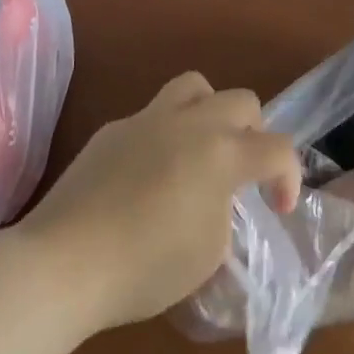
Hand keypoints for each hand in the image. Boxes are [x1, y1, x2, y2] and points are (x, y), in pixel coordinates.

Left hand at [15, 72, 301, 331]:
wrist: (64, 261)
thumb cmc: (145, 266)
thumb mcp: (208, 253)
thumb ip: (224, 212)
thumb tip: (213, 198)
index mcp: (220, 152)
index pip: (277, 148)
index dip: (290, 177)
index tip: (279, 208)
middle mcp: (189, 123)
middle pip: (241, 101)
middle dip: (254, 133)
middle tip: (243, 172)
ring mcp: (146, 119)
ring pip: (194, 87)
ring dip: (211, 112)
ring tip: (201, 151)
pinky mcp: (112, 129)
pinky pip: (152, 116)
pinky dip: (165, 136)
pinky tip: (148, 176)